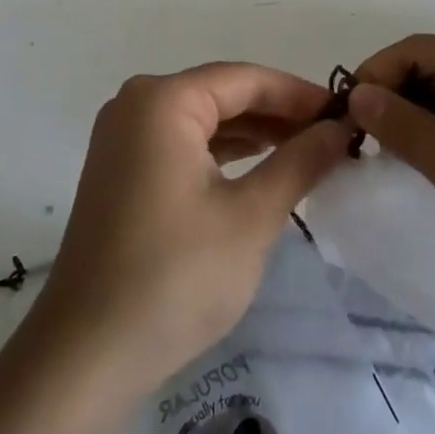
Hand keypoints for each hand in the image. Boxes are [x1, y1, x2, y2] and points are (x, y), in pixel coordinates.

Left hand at [34, 63, 354, 391]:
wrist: (87, 354)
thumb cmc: (175, 276)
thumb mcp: (251, 216)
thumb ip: (300, 162)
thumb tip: (340, 129)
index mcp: (162, 101)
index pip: (245, 79)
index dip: (299, 93)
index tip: (347, 113)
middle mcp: (136, 105)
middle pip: (222, 95)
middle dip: (279, 115)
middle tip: (334, 138)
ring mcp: (123, 139)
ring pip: (203, 121)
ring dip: (254, 135)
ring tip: (308, 153)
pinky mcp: (121, 172)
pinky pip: (183, 146)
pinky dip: (223, 155)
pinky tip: (261, 170)